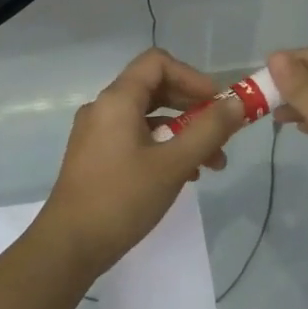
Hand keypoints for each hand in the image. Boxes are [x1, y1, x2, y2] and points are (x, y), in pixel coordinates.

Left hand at [36, 49, 247, 282]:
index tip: (218, 103)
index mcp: (117, 100)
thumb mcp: (173, 164)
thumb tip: (237, 103)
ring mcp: (97, 133)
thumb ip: (209, 130)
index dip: (193, 76)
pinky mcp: (96, 157)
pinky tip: (184, 175)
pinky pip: (135, 138)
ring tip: (212, 164)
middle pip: (155, 88)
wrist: (70, 246)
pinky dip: (163, 147)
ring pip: (148, 118)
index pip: (158, 62)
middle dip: (194, 108)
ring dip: (183, 132)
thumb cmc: (122, 199)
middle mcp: (104, 108)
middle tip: (223, 134)